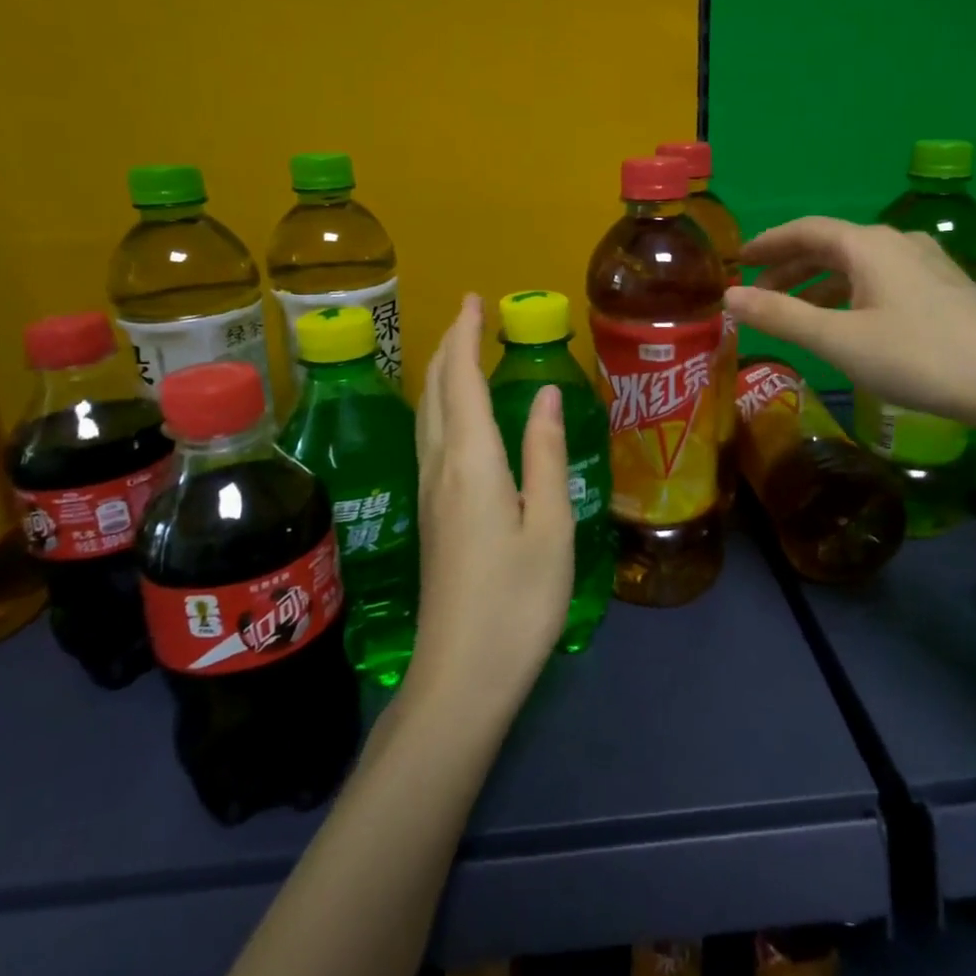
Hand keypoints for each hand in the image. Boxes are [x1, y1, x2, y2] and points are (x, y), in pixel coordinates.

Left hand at [408, 295, 574, 719]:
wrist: (462, 675)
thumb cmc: (518, 601)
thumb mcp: (549, 526)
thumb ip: (544, 454)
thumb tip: (542, 393)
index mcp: (472, 462)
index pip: (461, 380)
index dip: (465, 336)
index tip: (473, 300)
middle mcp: (440, 467)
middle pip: (435, 391)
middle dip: (448, 346)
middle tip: (468, 316)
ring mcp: (429, 493)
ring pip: (426, 415)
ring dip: (440, 374)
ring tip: (459, 351)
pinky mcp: (431, 516)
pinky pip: (429, 439)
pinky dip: (441, 406)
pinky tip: (454, 416)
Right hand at [724, 217, 975, 430]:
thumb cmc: (919, 357)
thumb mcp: (839, 340)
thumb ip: (781, 317)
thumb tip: (729, 297)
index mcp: (868, 245)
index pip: (805, 230)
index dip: (768, 243)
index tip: (738, 260)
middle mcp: (897, 243)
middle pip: (831, 245)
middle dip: (789, 267)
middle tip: (758, 293)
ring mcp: (926, 264)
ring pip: (857, 265)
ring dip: (818, 284)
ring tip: (793, 311)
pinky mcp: (944, 289)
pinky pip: (881, 280)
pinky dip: (849, 294)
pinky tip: (847, 321)